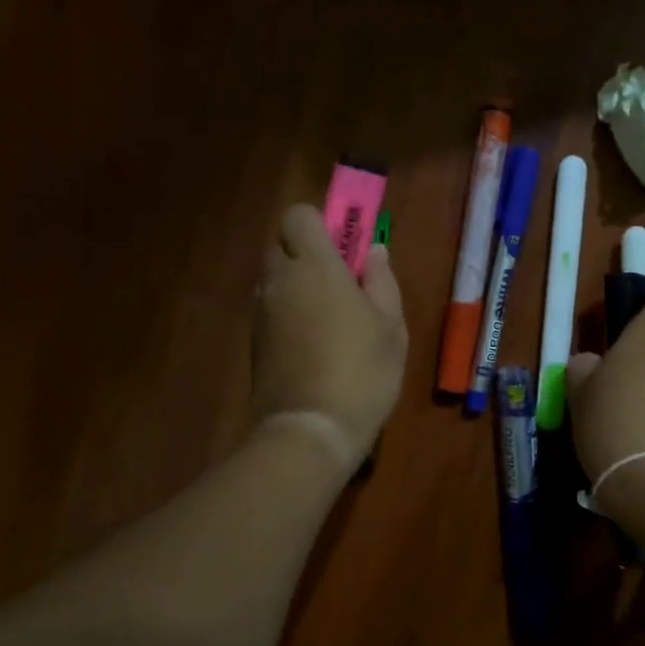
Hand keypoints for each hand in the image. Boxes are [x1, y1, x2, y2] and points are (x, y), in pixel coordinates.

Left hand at [252, 203, 407, 465]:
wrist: (311, 429)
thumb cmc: (363, 371)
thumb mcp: (391, 326)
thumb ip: (382, 281)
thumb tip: (374, 252)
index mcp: (314, 266)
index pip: (298, 215)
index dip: (321, 224)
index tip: (346, 249)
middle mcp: (279, 281)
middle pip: (282, 246)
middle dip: (307, 254)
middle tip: (342, 283)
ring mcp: (261, 313)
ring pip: (274, 280)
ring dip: (296, 287)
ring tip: (331, 320)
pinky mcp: (253, 344)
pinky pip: (270, 312)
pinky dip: (288, 316)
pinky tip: (314, 347)